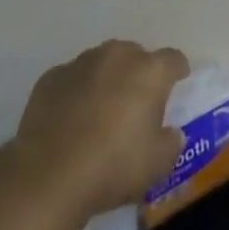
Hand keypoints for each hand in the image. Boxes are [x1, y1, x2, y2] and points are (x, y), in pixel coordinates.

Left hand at [12, 40, 189, 217]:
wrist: (50, 174)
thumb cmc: (113, 167)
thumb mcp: (157, 165)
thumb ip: (171, 143)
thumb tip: (171, 133)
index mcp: (148, 72)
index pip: (172, 59)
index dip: (177, 70)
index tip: (178, 82)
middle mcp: (116, 56)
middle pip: (135, 55)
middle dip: (139, 73)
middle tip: (137, 103)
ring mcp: (81, 62)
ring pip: (103, 62)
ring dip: (107, 78)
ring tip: (102, 110)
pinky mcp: (52, 76)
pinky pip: (73, 78)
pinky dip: (78, 91)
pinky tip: (72, 118)